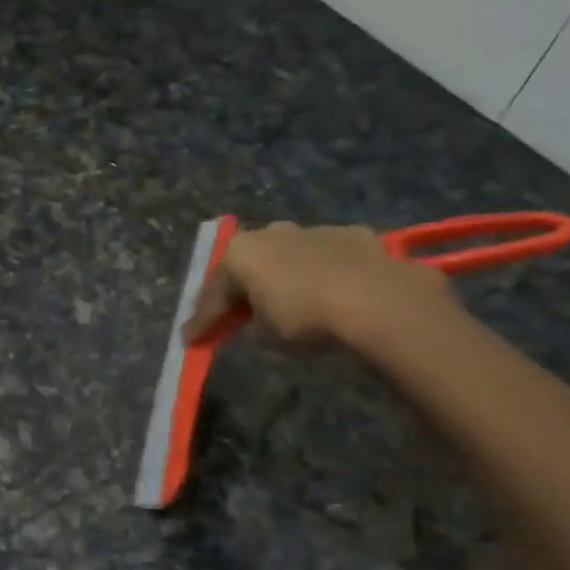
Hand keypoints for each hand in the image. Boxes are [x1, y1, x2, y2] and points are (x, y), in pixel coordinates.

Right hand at [183, 222, 459, 353]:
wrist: (378, 302)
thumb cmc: (305, 319)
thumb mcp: (265, 336)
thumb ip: (250, 327)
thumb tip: (254, 324)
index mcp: (241, 252)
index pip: (213, 292)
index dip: (202, 320)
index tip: (191, 340)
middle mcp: (272, 232)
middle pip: (249, 266)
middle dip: (241, 290)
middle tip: (235, 316)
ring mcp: (315, 229)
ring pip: (288, 257)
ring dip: (283, 278)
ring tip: (287, 304)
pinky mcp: (354, 235)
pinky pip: (326, 259)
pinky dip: (321, 275)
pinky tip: (330, 295)